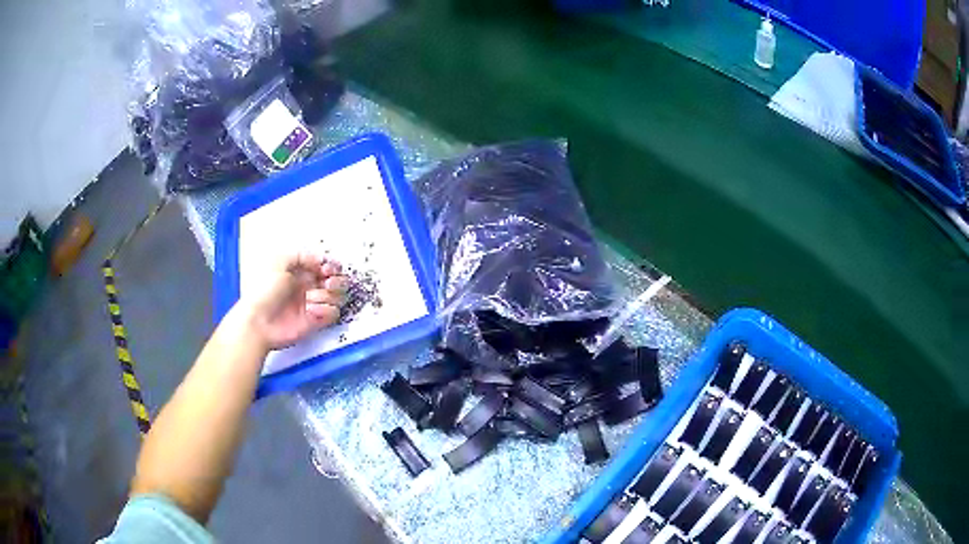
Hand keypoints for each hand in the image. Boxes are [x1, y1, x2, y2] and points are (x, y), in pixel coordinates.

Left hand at [239, 251, 348, 350]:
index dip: (331, 265)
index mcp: (300, 271)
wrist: (258, 322)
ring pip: (337, 297)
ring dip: (327, 296)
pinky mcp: (315, 320)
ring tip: (311, 298)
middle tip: (328, 282)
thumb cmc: (263, 292)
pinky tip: (311, 310)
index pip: (326, 265)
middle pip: (337, 280)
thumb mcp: (278, 262)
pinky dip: (325, 311)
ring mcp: (312, 304)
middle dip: (336, 280)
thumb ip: (301, 255)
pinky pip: (332, 314)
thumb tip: (320, 259)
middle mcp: (308, 287)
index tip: (327, 268)